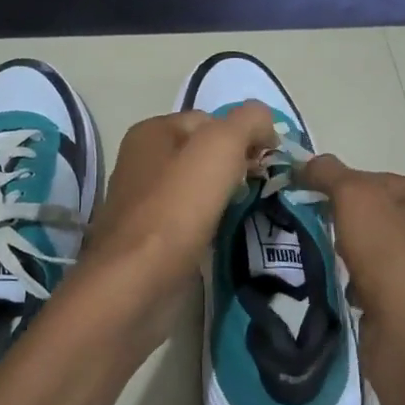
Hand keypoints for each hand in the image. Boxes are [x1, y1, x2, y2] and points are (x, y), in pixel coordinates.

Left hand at [60, 103, 277, 348]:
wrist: (136, 284)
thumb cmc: (176, 207)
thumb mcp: (219, 147)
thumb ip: (248, 122)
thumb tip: (265, 125)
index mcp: (151, 133)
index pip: (211, 120)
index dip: (244, 136)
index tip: (268, 164)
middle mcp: (142, 163)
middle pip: (204, 155)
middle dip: (237, 168)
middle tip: (262, 190)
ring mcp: (143, 204)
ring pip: (199, 190)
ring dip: (226, 200)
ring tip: (251, 214)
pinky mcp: (150, 241)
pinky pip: (191, 222)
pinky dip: (211, 227)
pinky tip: (227, 238)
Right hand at [295, 156, 404, 383]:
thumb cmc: (391, 256)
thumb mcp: (354, 197)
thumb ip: (328, 173)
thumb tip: (308, 163)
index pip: (384, 180)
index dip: (347, 188)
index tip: (322, 205)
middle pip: (385, 215)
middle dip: (352, 224)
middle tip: (330, 234)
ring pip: (385, 251)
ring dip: (358, 255)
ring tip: (339, 264)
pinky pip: (388, 284)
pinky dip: (367, 285)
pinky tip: (353, 292)